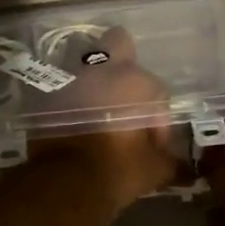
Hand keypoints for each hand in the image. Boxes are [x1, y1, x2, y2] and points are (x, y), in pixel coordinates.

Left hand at [27, 27, 180, 212]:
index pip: (157, 92)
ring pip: (85, 64)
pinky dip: (66, 99)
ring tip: (95, 109)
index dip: (158, 120)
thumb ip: (171, 162)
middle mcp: (102, 70)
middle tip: (124, 95)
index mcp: (135, 81)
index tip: (152, 145)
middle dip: (123, 62)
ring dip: (92, 81)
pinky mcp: (43, 93)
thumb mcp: (154, 171)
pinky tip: (70, 120)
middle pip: (117, 43)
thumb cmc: (117, 169)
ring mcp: (69, 78)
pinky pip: (59, 87)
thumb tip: (182, 168)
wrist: (64, 182)